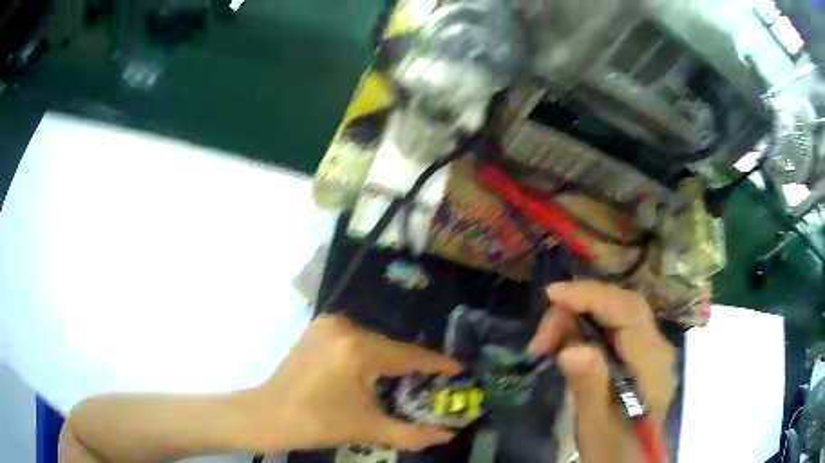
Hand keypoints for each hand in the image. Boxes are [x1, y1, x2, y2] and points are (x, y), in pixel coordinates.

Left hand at [233, 316, 462, 452]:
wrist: (267, 416)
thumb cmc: (317, 423)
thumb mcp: (368, 428)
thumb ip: (412, 433)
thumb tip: (447, 435)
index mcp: (357, 349)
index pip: (408, 355)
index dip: (436, 363)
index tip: (459, 368)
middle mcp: (343, 327)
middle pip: (389, 348)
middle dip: (411, 366)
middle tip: (431, 383)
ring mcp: (326, 326)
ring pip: (372, 343)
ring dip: (388, 361)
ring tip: (405, 382)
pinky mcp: (316, 331)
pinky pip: (354, 341)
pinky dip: (368, 356)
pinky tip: (372, 373)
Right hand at [528, 281, 675, 462]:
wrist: (628, 460)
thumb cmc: (613, 448)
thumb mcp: (596, 426)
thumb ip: (589, 388)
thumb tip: (571, 348)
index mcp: (653, 363)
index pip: (628, 311)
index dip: (591, 295)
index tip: (552, 295)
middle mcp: (656, 346)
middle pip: (620, 305)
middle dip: (578, 308)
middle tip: (541, 339)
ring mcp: (649, 348)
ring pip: (614, 312)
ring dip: (577, 319)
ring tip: (546, 347)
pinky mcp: (638, 353)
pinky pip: (611, 326)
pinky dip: (583, 329)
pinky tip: (565, 346)